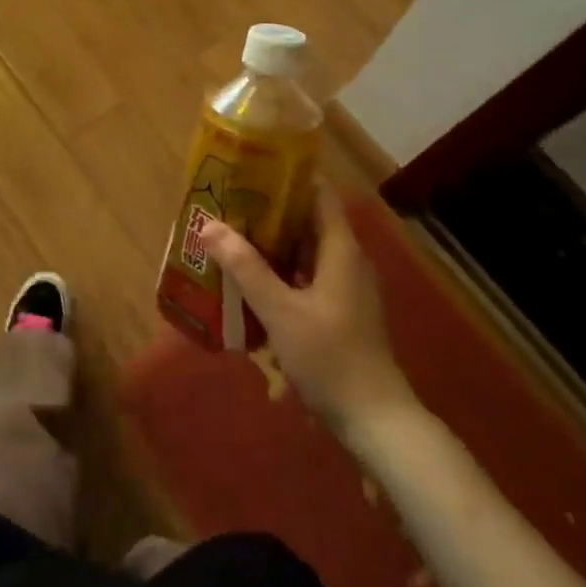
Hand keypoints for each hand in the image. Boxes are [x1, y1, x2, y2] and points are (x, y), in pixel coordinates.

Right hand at [203, 183, 417, 431]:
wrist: (375, 419)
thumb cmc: (330, 357)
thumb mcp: (281, 311)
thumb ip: (246, 268)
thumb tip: (210, 226)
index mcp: (341, 250)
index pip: (320, 194)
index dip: (290, 176)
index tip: (253, 167)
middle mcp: (347, 261)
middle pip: (309, 221)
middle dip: (270, 211)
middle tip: (229, 203)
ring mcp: (346, 288)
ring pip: (306, 251)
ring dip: (273, 243)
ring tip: (232, 236)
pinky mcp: (341, 312)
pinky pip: (308, 277)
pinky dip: (282, 272)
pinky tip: (252, 281)